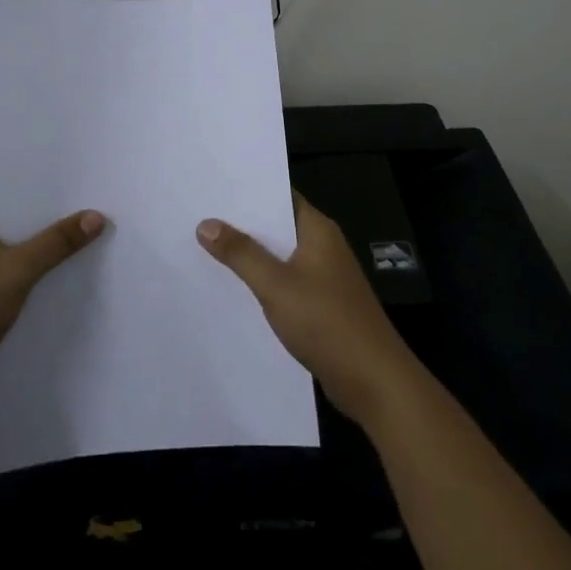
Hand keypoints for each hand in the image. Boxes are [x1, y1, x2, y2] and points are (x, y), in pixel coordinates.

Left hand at [0, 206, 105, 406]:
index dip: (47, 199)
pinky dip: (39, 285)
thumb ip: (56, 243)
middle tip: (99, 220)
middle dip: (53, 230)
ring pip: (20, 260)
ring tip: (94, 248)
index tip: (86, 195)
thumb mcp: (16, 270)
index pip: (12, 201)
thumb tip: (96, 216)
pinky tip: (70, 284)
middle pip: (19, 231)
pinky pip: (17, 285)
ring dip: (48, 260)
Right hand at [197, 195, 416, 425]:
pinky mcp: (321, 305)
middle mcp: (323, 247)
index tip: (212, 188)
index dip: (248, 191)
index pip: (280, 196)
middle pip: (277, 226)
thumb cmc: (327, 322)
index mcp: (318, 230)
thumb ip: (241, 254)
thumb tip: (206, 224)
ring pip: (279, 257)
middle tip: (197, 217)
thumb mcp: (276, 285)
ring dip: (250, 255)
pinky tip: (233, 289)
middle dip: (241, 224)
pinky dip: (262, 282)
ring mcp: (324, 277)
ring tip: (204, 249)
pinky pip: (285, 283)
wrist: (373, 380)